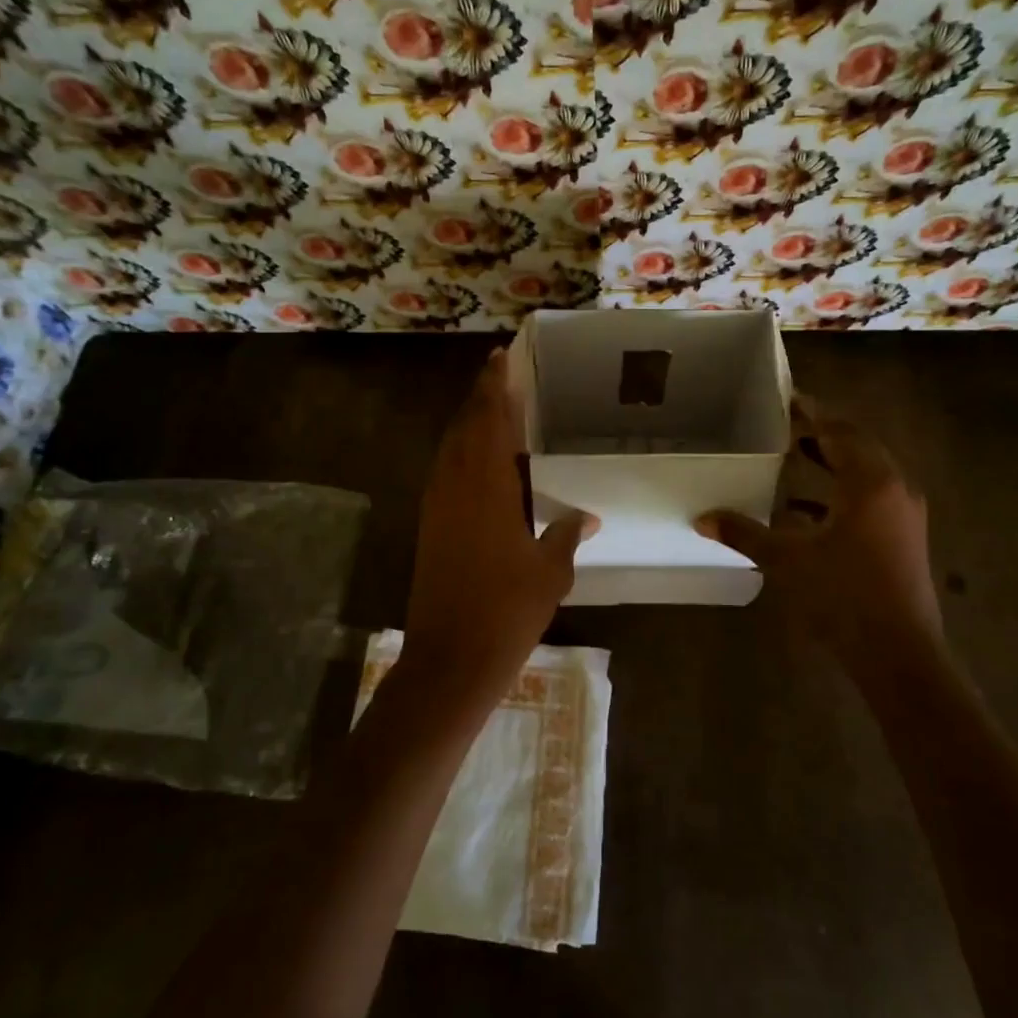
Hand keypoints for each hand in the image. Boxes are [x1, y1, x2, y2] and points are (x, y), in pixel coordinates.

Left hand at [401, 348, 595, 710]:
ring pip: (451, 448)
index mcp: (486, 486)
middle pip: (465, 426)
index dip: (496, 387)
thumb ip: (567, 534)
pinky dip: (462, 454)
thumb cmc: (507, 611)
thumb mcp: (550, 572)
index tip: (501, 358)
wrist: (450, 659)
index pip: (491, 421)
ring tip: (493, 408)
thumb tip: (588, 516)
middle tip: (500, 373)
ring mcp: (437, 505)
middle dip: (482, 397)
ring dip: (470, 423)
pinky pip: (446, 472)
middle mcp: (456, 485)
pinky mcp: (430, 525)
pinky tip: (479, 462)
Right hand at [696, 400, 942, 666]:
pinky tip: (810, 510)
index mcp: (870, 482)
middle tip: (789, 427)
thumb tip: (702, 519)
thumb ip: (744, 533)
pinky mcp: (905, 539)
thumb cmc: (843, 596)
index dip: (813, 415)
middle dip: (825, 435)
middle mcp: (894, 489)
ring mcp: (905, 516)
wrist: (899, 654)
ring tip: (799, 457)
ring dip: (836, 463)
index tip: (789, 401)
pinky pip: (873, 499)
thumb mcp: (787, 560)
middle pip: (859, 446)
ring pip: (869, 473)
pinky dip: (844, 493)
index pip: (840, 431)